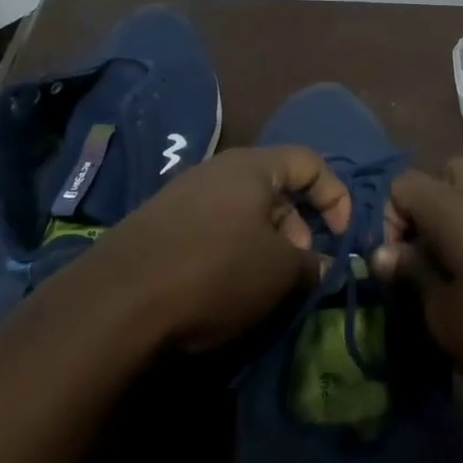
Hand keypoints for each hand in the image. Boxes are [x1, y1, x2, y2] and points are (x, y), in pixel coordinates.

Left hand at [99, 146, 347, 350]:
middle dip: (299, 227)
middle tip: (300, 269)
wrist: (119, 300)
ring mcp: (182, 195)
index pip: (309, 161)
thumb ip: (313, 264)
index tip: (342, 237)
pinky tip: (224, 288)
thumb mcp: (280, 272)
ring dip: (265, 243)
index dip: (336, 196)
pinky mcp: (158, 224)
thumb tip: (322, 265)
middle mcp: (216, 170)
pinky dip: (231, 251)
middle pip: (275, 187)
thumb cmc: (216, 272)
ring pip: (242, 211)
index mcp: (251, 167)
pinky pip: (211, 228)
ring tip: (265, 285)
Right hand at [374, 158, 462, 416]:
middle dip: (429, 207)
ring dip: (460, 229)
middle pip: (449, 174)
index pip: (404, 184)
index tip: (398, 263)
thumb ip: (413, 279)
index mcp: (455, 213)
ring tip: (459, 282)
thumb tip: (383, 253)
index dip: (387, 217)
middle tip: (428, 254)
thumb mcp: (448, 320)